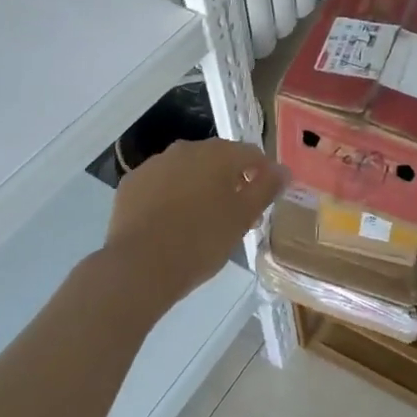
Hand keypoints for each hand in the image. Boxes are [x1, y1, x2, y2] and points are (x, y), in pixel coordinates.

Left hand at [105, 138, 284, 312]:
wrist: (139, 268)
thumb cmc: (201, 241)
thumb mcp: (243, 218)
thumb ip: (266, 188)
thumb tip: (284, 170)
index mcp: (218, 154)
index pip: (251, 154)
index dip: (263, 175)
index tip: (264, 201)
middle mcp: (187, 149)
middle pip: (218, 160)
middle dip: (230, 181)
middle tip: (236, 215)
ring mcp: (155, 164)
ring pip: (187, 170)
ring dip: (200, 187)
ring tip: (202, 221)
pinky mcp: (131, 183)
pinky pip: (160, 184)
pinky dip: (170, 196)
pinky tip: (171, 222)